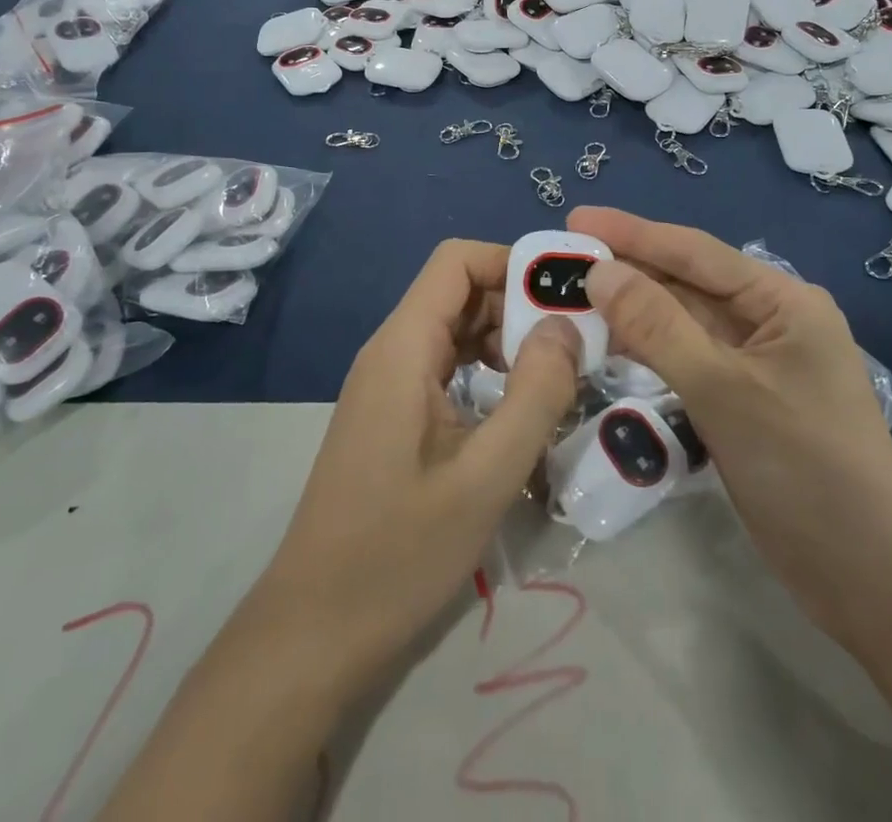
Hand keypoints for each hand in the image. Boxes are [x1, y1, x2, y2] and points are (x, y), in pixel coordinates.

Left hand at [251, 239, 580, 694]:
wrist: (315, 631)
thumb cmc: (398, 553)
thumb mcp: (485, 476)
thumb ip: (534, 393)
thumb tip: (567, 325)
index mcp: (403, 347)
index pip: (457, 260)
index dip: (512, 262)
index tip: (566, 296)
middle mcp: (391, 351)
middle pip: (459, 292)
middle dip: (518, 306)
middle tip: (577, 345)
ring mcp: (388, 385)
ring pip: (454, 331)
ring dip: (506, 343)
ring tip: (557, 378)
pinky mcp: (391, 416)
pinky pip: (445, 368)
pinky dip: (486, 373)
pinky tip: (518, 412)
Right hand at [568, 207, 891, 652]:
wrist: (872, 580)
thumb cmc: (807, 470)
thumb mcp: (726, 391)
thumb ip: (658, 328)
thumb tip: (599, 272)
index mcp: (781, 301)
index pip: (694, 252)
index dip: (632, 232)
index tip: (576, 217)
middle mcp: (768, 321)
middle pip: (685, 284)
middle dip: (626, 271)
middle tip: (561, 262)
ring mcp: (754, 363)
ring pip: (681, 323)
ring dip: (631, 313)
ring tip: (570, 299)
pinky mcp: (742, 401)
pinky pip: (685, 360)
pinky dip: (646, 351)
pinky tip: (606, 346)